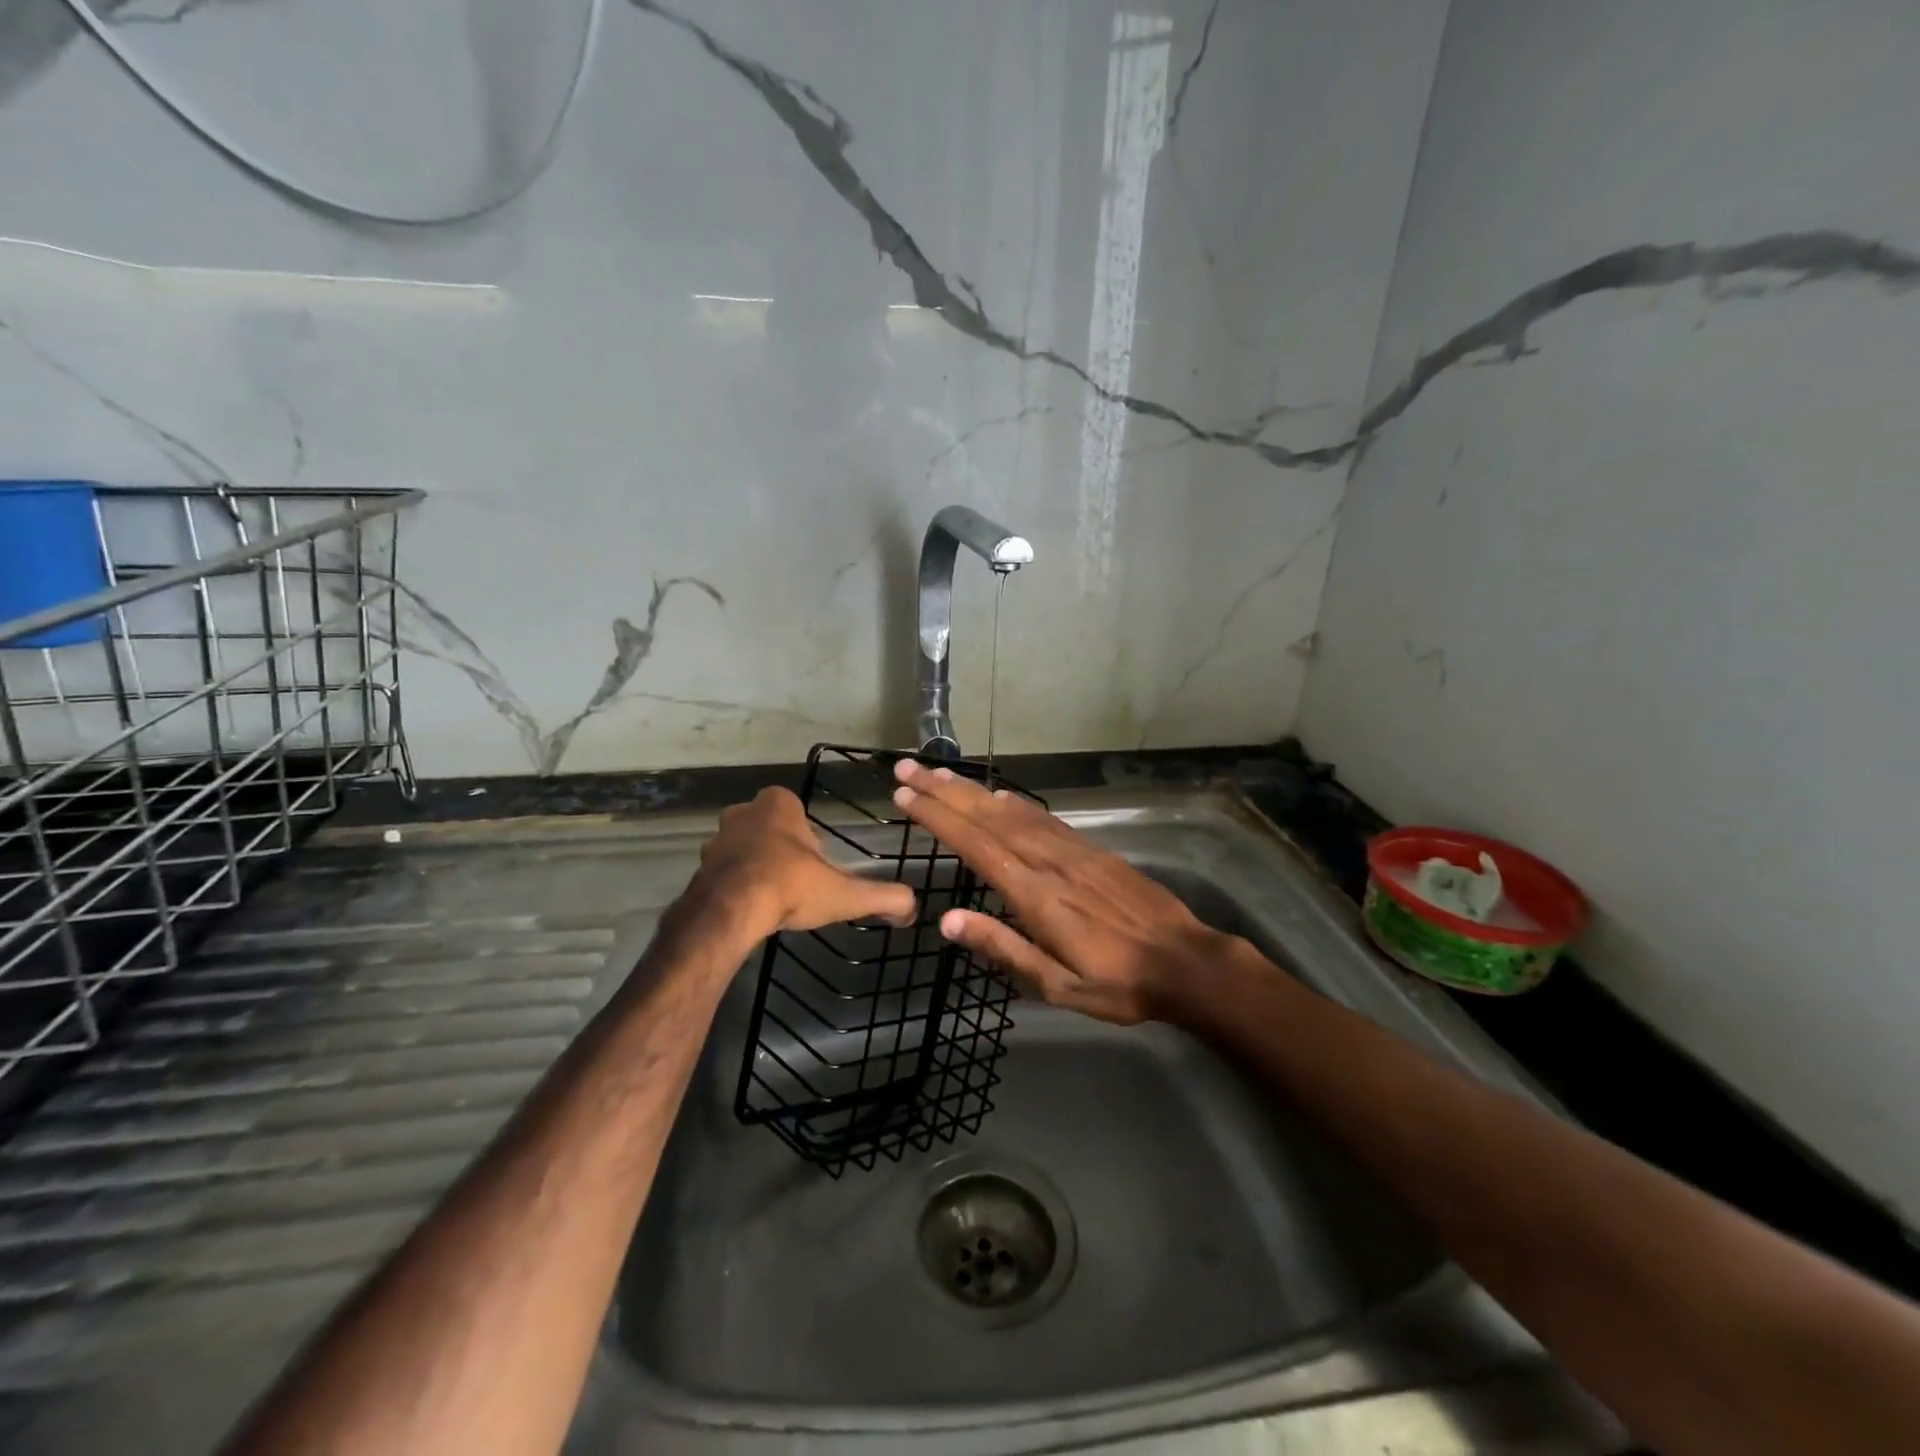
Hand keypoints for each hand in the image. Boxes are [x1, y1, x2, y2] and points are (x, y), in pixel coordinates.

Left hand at [689, 786, 916, 940]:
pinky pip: (723, 871)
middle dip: (780, 846)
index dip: (806, 833)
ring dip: (755, 864)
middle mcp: (743, 813)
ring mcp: (716, 840)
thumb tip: (913, 908)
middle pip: (767, 825)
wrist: (730, 912)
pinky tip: (749, 908)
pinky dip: (735, 884)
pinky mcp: (699, 868)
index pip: (794, 808)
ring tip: (773, 895)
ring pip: (742, 847)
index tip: (816, 861)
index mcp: (777, 805)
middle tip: (796, 877)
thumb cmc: (790, 887)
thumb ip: (882, 897)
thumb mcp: (845, 893)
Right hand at [890, 761, 1223, 1023]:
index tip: (905, 797)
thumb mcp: (1056, 984)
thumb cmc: (1117, 983)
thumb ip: (1002, 947)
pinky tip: (1000, 797)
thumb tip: (946, 920)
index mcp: (1034, 894)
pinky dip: (1015, 804)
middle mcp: (1048, 861)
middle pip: (986, 818)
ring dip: (973, 791)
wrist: (1184, 962)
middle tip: (907, 770)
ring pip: (1012, 812)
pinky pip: (1043, 818)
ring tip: (941, 774)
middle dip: (944, 792)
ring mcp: (1072, 851)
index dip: (938, 818)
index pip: (975, 846)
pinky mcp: (1091, 850)